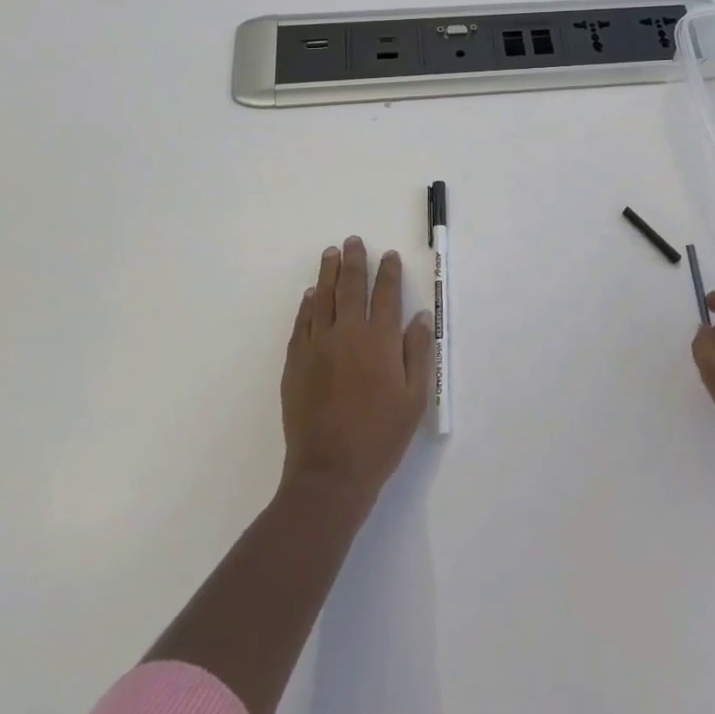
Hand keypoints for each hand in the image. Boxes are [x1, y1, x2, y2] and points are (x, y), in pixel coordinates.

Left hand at [280, 237, 433, 508]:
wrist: (330, 472)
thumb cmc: (381, 436)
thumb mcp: (415, 398)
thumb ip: (417, 352)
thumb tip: (418, 316)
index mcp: (380, 341)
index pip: (386, 295)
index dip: (389, 272)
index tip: (389, 256)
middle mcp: (348, 334)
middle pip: (351, 287)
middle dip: (355, 261)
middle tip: (354, 241)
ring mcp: (318, 346)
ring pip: (323, 298)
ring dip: (328, 273)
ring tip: (331, 253)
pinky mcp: (296, 363)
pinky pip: (302, 323)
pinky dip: (307, 305)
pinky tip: (311, 295)